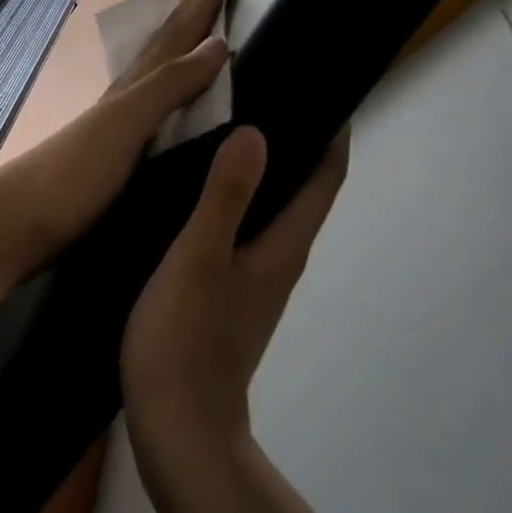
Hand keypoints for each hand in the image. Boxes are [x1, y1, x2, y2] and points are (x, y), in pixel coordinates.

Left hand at [0, 0, 229, 278]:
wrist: (14, 223)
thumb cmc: (72, 173)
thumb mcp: (124, 124)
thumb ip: (167, 86)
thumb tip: (217, 44)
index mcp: (127, 93)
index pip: (168, 43)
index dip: (195, 14)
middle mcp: (117, 105)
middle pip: (152, 56)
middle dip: (181, 25)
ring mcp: (107, 135)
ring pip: (144, 85)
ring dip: (168, 60)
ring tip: (187, 46)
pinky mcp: (104, 167)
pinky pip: (141, 121)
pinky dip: (158, 106)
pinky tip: (159, 118)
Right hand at [121, 124, 348, 453]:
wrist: (178, 425)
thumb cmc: (186, 339)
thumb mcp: (198, 259)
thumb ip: (225, 197)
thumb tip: (256, 133)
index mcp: (283, 247)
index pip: (326, 177)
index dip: (333, 131)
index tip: (317, 87)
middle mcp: (280, 260)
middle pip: (303, 190)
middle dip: (294, 142)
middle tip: (260, 96)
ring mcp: (256, 281)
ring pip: (271, 211)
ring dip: (262, 172)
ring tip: (225, 132)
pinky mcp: (231, 296)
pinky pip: (243, 232)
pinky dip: (235, 201)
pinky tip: (198, 193)